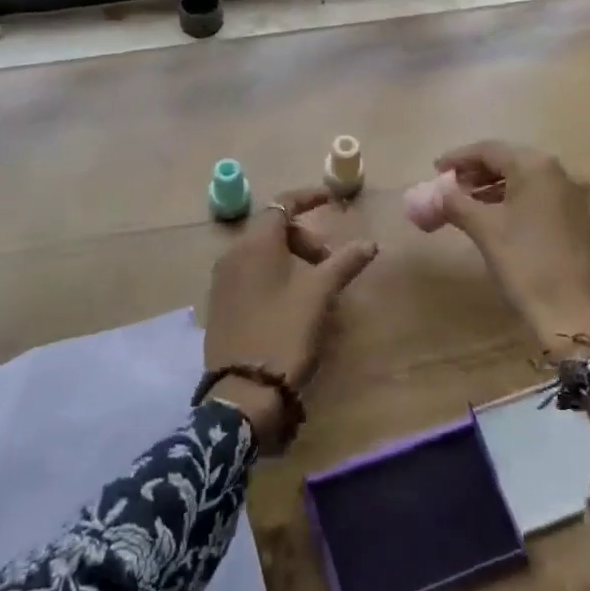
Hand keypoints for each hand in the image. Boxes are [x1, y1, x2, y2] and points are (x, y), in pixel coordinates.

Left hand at [203, 187, 377, 449]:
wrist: (242, 392)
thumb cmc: (283, 332)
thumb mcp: (319, 295)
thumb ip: (344, 263)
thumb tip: (370, 243)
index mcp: (255, 242)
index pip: (282, 204)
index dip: (308, 198)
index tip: (330, 199)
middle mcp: (233, 252)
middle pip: (272, 228)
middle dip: (303, 237)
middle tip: (328, 263)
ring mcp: (222, 279)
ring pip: (260, 252)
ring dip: (289, 257)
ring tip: (313, 285)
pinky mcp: (219, 303)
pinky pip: (249, 272)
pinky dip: (272, 273)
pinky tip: (289, 301)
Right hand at [434, 141, 589, 361]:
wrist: (580, 317)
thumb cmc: (527, 265)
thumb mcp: (485, 230)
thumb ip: (456, 203)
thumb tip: (437, 191)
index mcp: (537, 166)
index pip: (489, 150)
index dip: (459, 158)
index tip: (436, 170)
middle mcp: (562, 173)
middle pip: (511, 161)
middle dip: (477, 172)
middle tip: (451, 188)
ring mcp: (578, 197)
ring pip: (528, 180)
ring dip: (496, 187)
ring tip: (469, 204)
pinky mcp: (584, 220)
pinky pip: (543, 198)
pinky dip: (518, 201)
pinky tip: (500, 219)